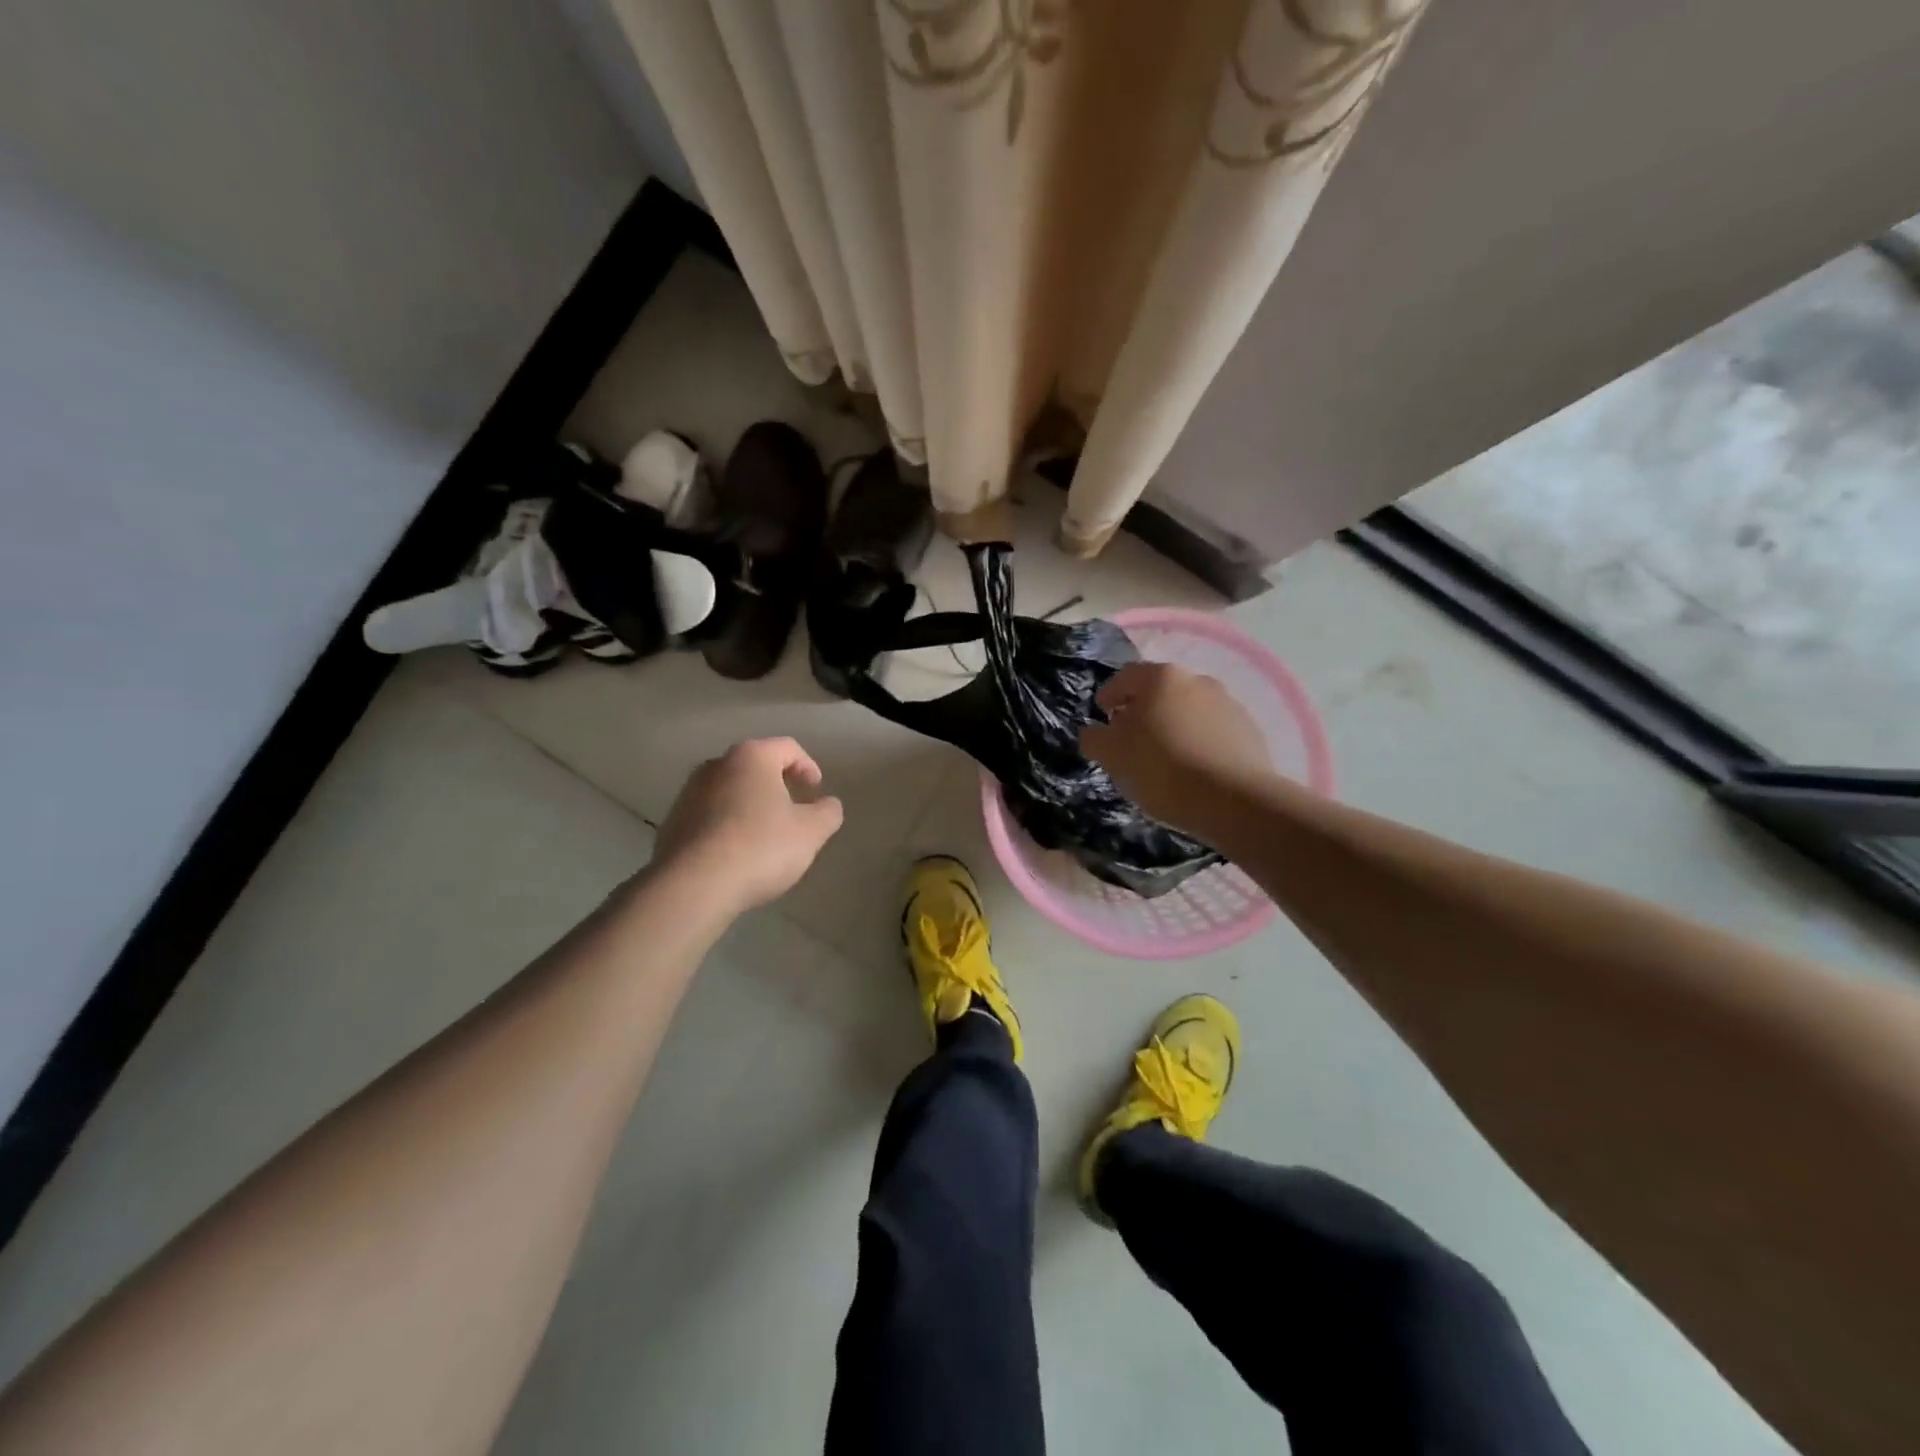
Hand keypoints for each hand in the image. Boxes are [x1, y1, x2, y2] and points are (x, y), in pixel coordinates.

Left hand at [653, 738, 843, 913]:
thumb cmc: (761, 847)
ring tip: (765, 835)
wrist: (693, 886)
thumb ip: (827, 812)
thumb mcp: (811, 832)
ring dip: (750, 805)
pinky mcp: (672, 822)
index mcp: (752, 757)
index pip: (787, 748)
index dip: (808, 766)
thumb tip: (827, 804)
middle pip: (755, 766)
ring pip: (730, 790)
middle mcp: (716, 765)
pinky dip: (727, 825)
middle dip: (777, 785)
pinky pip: (709, 815)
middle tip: (794, 810)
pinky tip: (737, 853)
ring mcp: (688, 793)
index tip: (816, 791)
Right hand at [1080, 662, 1271, 833]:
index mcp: (1160, 677)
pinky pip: (1212, 731)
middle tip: (1130, 742)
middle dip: (1142, 713)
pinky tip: (1194, 771)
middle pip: (1159, 692)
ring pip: (1188, 711)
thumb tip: (1096, 732)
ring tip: (1165, 760)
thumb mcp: (1111, 755)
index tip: (1101, 719)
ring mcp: (1228, 703)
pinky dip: (1198, 743)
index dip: (1108, 696)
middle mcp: (1197, 680)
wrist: (1234, 800)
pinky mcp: (1250, 730)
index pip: (1124, 677)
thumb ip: (1094, 738)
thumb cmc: (1162, 769)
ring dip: (1173, 727)